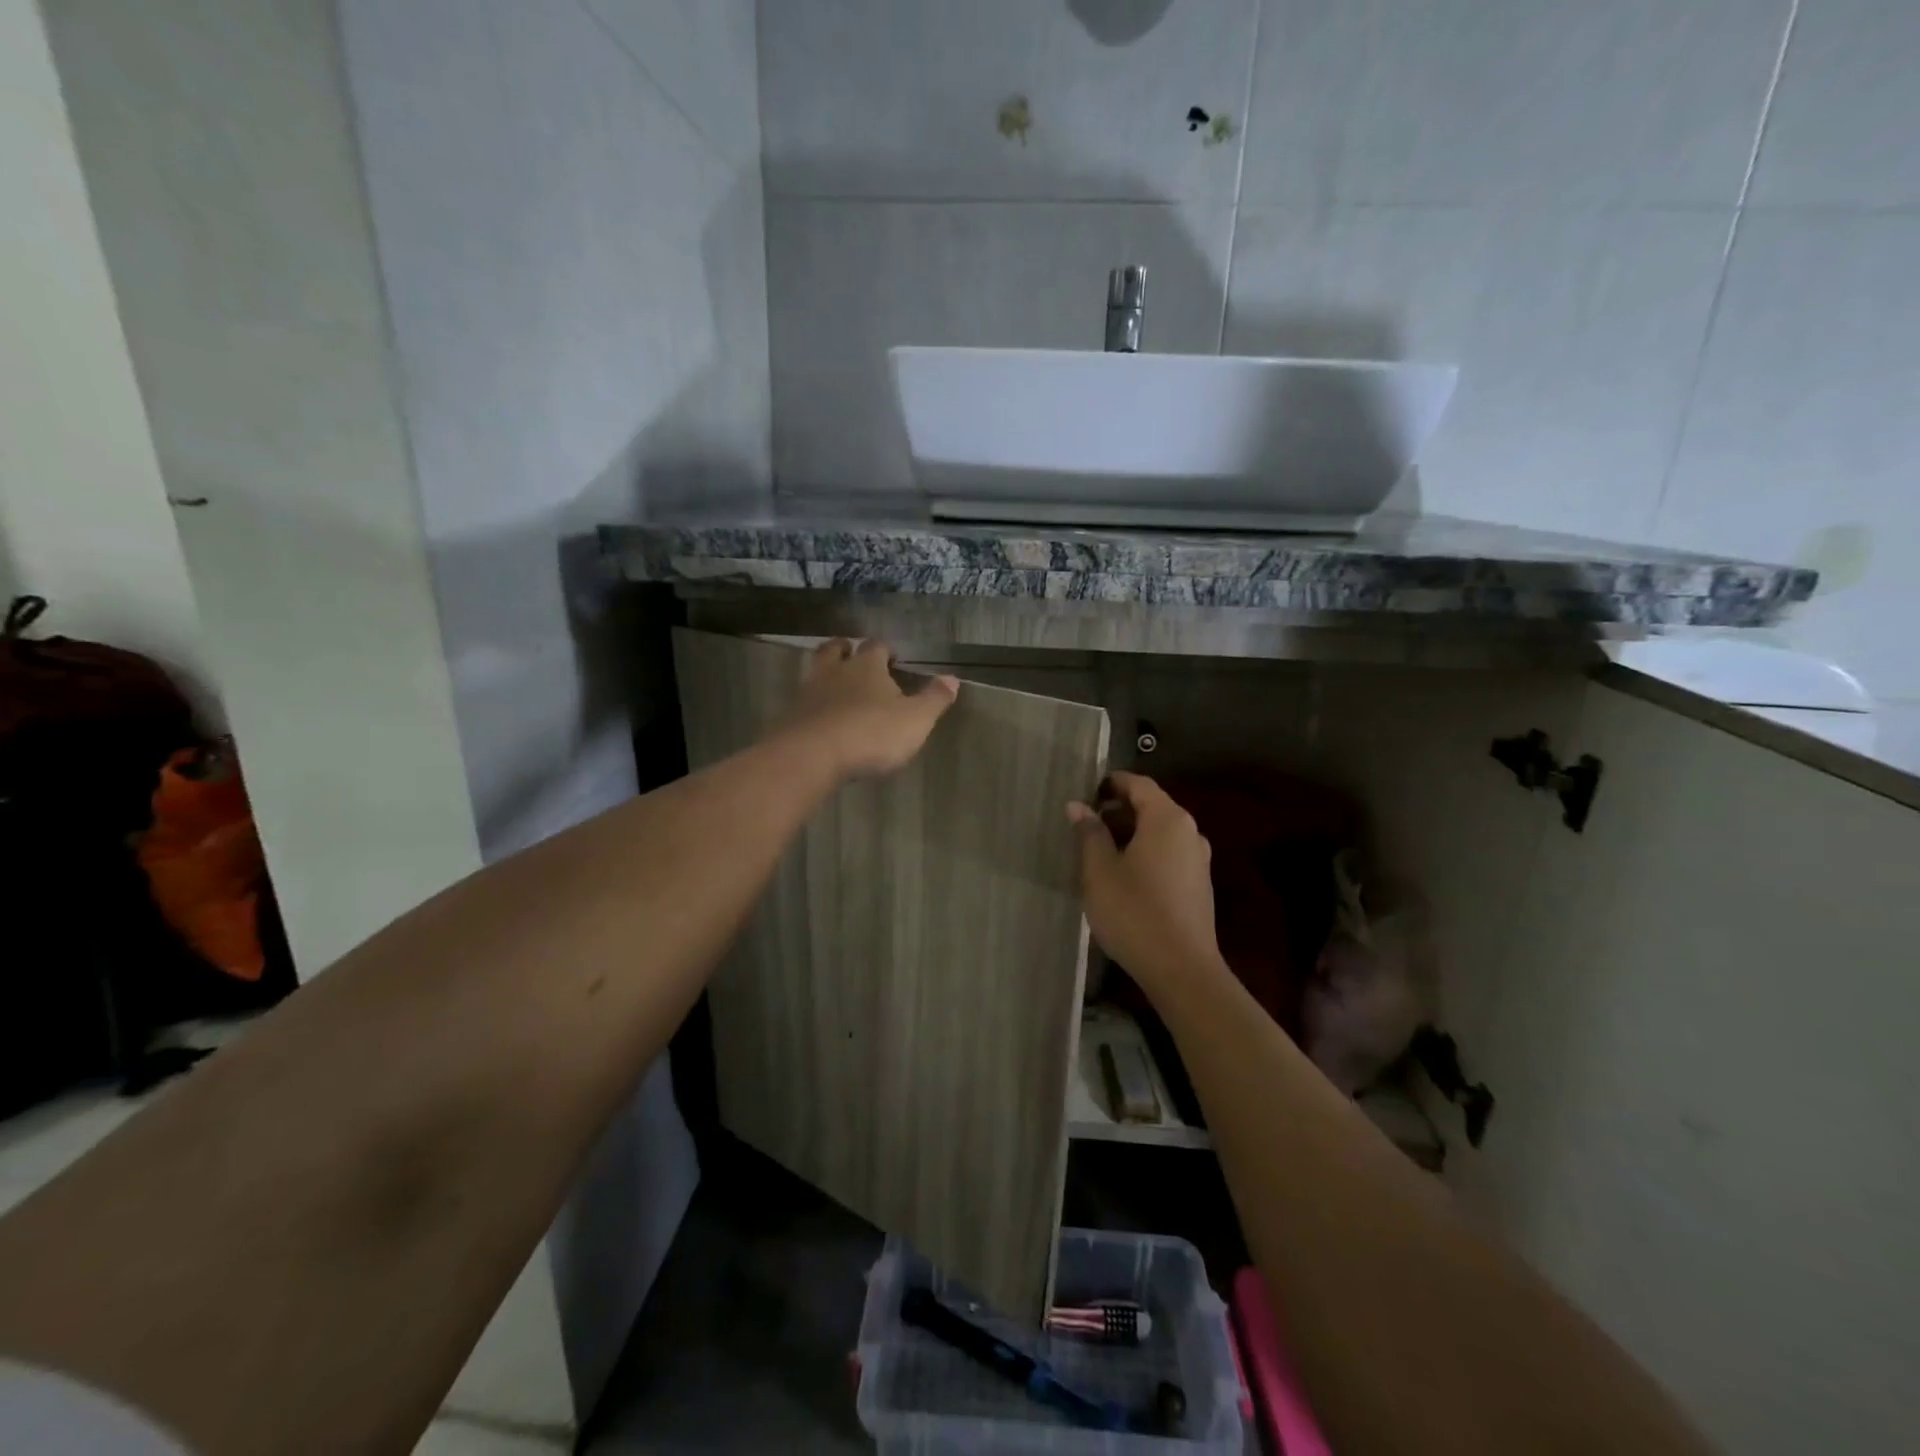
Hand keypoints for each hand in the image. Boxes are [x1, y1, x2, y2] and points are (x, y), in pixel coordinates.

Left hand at [776, 638, 957, 780]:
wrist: (812, 756)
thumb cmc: (871, 733)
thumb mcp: (915, 719)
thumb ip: (934, 699)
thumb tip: (952, 679)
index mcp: (866, 666)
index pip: (876, 646)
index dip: (885, 650)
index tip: (893, 658)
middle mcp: (834, 671)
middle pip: (836, 650)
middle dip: (845, 650)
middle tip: (853, 657)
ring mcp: (808, 693)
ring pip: (815, 672)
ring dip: (826, 675)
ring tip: (836, 686)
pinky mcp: (790, 717)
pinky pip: (803, 703)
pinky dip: (812, 705)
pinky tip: (820, 718)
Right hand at [1069, 772, 1225, 998]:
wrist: (1182, 969)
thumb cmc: (1134, 912)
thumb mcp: (1100, 871)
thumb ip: (1089, 833)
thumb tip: (1078, 806)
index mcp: (1167, 819)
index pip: (1138, 784)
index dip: (1111, 783)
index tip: (1085, 792)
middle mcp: (1189, 832)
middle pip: (1152, 806)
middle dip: (1119, 809)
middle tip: (1085, 824)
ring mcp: (1198, 859)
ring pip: (1161, 832)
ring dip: (1131, 833)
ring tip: (1099, 851)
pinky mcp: (1199, 884)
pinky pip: (1169, 854)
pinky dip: (1146, 852)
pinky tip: (1125, 876)